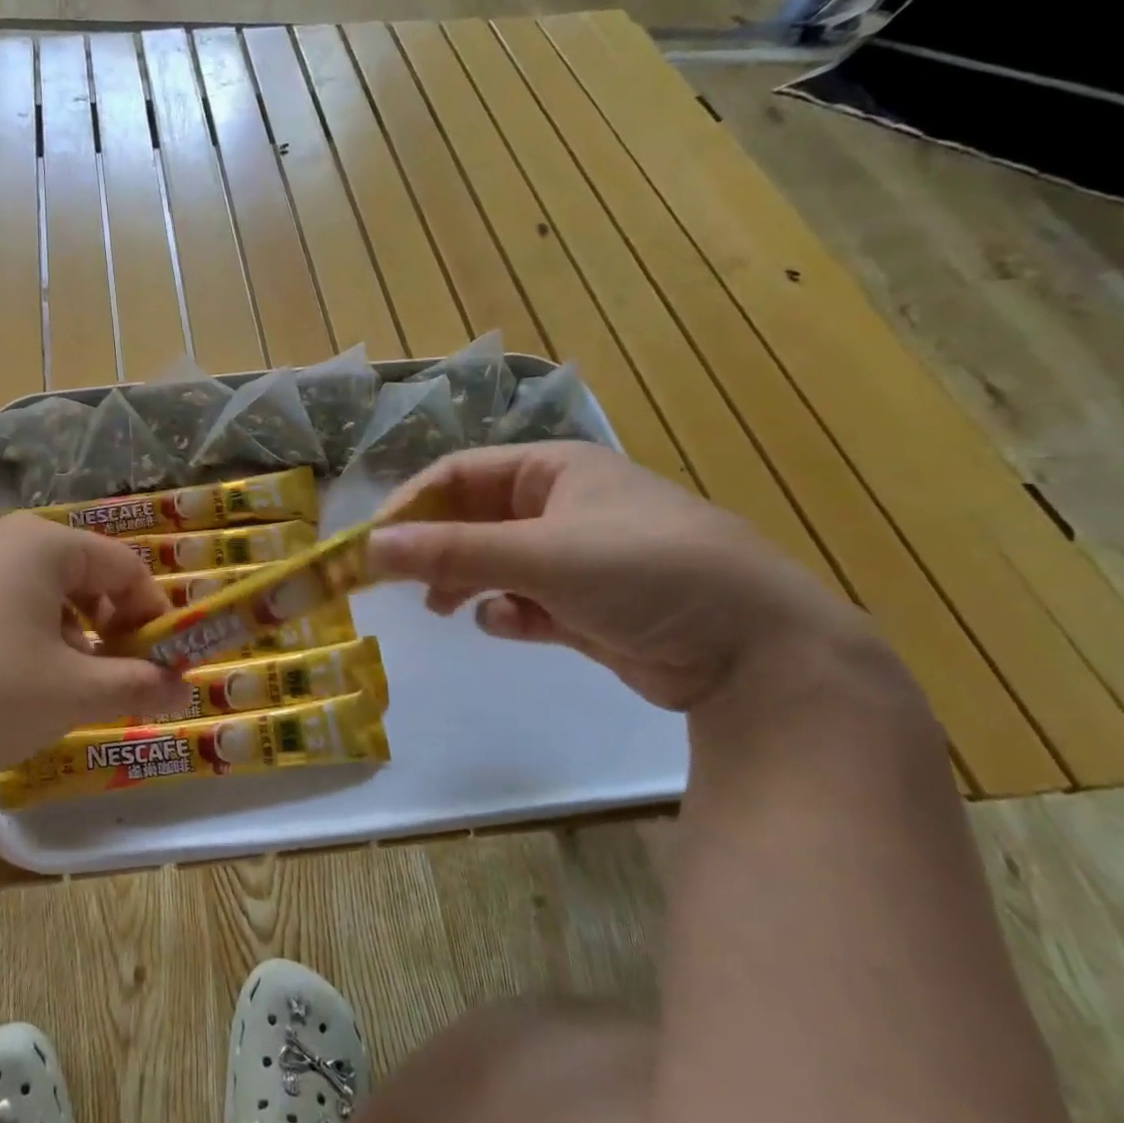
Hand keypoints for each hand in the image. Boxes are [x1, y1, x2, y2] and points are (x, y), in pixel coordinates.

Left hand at [0, 515, 189, 793]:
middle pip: (75, 572)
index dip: (152, 613)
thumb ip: (137, 686)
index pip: (123, 565)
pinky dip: (13, 634)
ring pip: (29, 589)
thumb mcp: (72, 695)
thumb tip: (183, 691)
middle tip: (110, 675)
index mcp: (41, 543)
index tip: (161, 662)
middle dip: (106, 623)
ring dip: (61, 632)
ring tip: (57, 684)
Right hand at [366, 442, 876, 710]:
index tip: (371, 543)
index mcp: (555, 470)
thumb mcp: (540, 555)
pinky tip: (510, 626)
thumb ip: (450, 552)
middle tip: (395, 580)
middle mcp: (561, 506)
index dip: (411, 504)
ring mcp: (574, 557)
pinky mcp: (585, 606)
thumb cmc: (646, 572)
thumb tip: (366, 548)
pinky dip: (507, 613)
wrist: (757, 652)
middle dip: (434, 548)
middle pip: (472, 519)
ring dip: (463, 581)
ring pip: (492, 561)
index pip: (460, 474)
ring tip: (441, 607)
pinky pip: (523, 601)